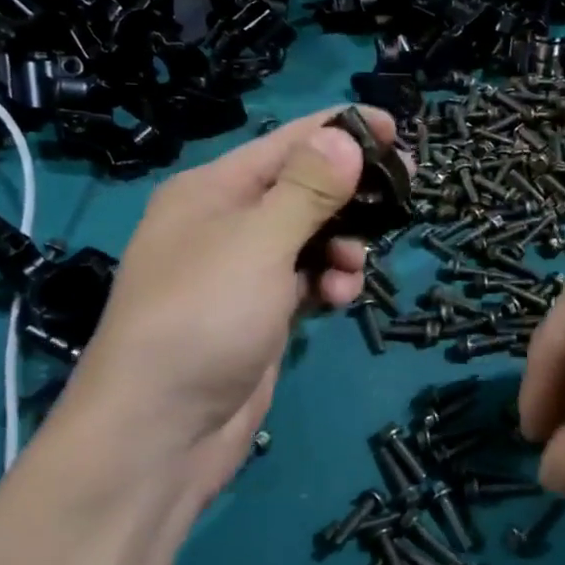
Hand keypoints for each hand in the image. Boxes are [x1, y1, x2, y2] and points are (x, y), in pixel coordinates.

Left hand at [49, 106, 396, 507]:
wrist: (160, 433)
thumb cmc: (204, 319)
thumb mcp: (258, 243)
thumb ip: (307, 189)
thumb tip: (344, 136)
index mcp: (212, 190)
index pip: (287, 142)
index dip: (342, 131)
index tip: (398, 132)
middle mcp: (225, 223)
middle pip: (303, 190)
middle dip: (350, 195)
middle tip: (403, 196)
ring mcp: (242, 273)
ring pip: (311, 239)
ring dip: (342, 248)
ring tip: (352, 271)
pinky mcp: (259, 315)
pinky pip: (306, 281)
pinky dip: (327, 285)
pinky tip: (339, 303)